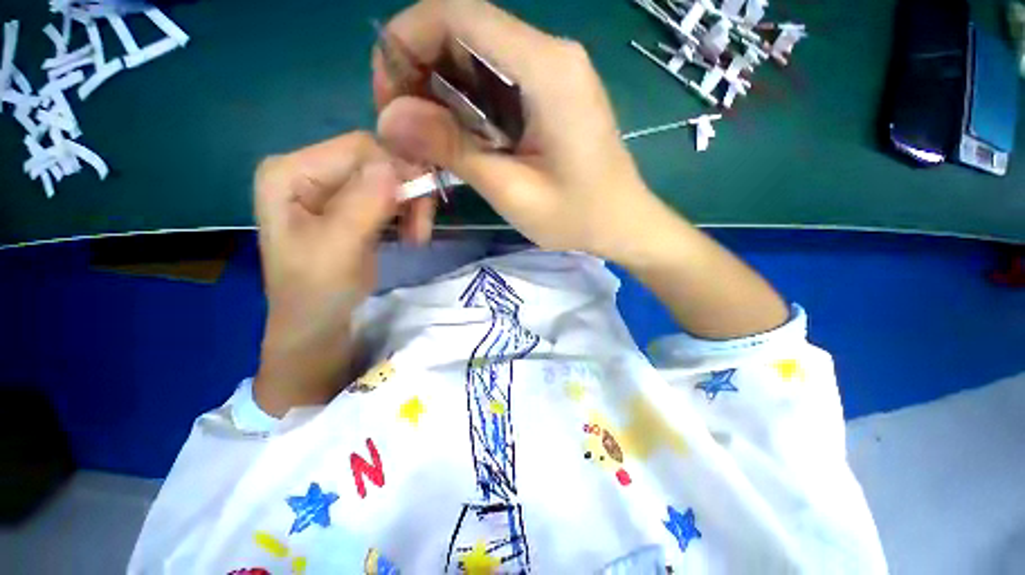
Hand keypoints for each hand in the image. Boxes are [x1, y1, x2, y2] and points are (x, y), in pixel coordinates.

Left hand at [252, 132, 398, 415]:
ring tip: (416, 237)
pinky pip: (390, 196)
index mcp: (290, 172)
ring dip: (411, 205)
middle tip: (421, 230)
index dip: (398, 170)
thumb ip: (365, 204)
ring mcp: (332, 188)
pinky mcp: (352, 205)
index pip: (358, 148)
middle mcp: (310, 170)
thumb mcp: (339, 248)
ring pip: (389, 179)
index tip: (422, 206)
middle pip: (377, 162)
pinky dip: (407, 212)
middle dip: (407, 192)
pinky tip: (409, 233)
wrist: (319, 324)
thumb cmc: (318, 292)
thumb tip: (396, 163)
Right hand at [374, 0, 671, 263]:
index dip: (407, 41)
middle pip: (463, 28)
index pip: (457, 12)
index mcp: (547, 68)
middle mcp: (551, 54)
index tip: (389, 95)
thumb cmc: (577, 217)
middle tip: (407, 128)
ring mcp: (554, 71)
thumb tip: (391, 118)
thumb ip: (455, 150)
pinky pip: (496, 79)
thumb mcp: (513, 192)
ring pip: (476, 55)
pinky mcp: (552, 92)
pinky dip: (467, 102)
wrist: (623, 223)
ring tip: (430, 139)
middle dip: (419, 69)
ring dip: (441, 90)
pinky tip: (463, 139)